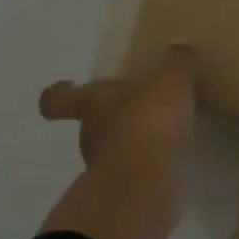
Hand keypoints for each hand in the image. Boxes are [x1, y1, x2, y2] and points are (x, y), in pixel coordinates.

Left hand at [38, 45, 197, 168]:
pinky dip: (145, 167)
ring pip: (111, 150)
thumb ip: (176, 63)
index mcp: (93, 102)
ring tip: (160, 136)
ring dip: (130, 143)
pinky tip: (169, 160)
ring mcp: (102, 168)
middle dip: (111, 117)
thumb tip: (179, 44)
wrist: (146, 182)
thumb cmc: (149, 120)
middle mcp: (90, 135)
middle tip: (138, 108)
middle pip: (90, 123)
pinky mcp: (121, 194)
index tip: (67, 85)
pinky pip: (132, 174)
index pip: (59, 99)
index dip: (60, 93)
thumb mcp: (171, 82)